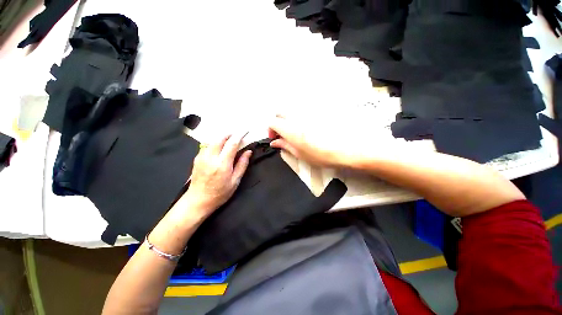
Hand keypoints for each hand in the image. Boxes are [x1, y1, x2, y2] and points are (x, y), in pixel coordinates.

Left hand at [181, 133, 251, 216]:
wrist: (198, 200)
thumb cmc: (220, 193)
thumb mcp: (235, 181)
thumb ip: (242, 164)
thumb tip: (248, 151)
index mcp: (222, 164)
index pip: (232, 143)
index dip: (240, 135)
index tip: (245, 131)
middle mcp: (211, 157)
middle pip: (220, 138)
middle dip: (230, 133)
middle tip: (238, 134)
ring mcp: (202, 157)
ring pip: (213, 140)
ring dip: (222, 137)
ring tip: (230, 140)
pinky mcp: (197, 158)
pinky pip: (207, 145)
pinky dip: (215, 142)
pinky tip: (220, 147)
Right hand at [268, 113, 375, 167]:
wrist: (348, 147)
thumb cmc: (322, 155)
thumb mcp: (300, 154)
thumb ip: (285, 145)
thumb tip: (275, 142)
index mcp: (290, 128)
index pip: (272, 122)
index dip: (270, 130)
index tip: (275, 138)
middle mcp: (297, 115)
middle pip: (280, 112)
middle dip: (278, 122)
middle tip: (284, 134)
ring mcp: (308, 111)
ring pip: (292, 110)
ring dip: (289, 119)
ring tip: (296, 131)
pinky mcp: (318, 109)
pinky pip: (304, 110)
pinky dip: (301, 117)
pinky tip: (308, 127)